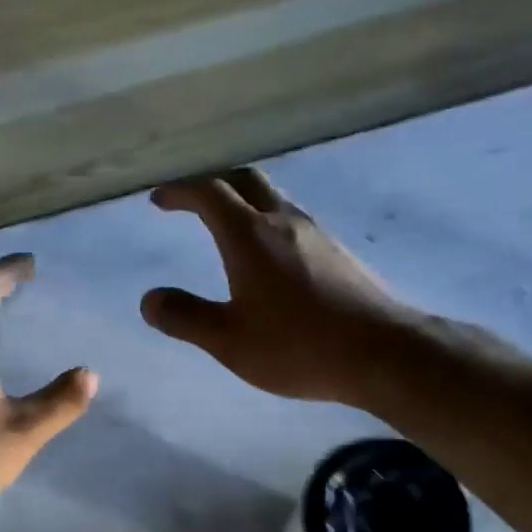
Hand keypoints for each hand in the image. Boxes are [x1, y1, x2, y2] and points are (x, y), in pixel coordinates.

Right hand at [142, 169, 406, 405]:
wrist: (382, 352)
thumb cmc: (298, 346)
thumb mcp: (229, 340)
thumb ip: (185, 317)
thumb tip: (149, 299)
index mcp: (249, 235)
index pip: (209, 192)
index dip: (180, 190)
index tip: (159, 199)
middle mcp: (283, 221)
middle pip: (244, 179)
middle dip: (212, 182)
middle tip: (190, 199)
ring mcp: (315, 233)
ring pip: (273, 196)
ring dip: (243, 198)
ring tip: (225, 222)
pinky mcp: (337, 251)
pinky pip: (292, 218)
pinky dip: (267, 218)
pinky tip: (268, 252)